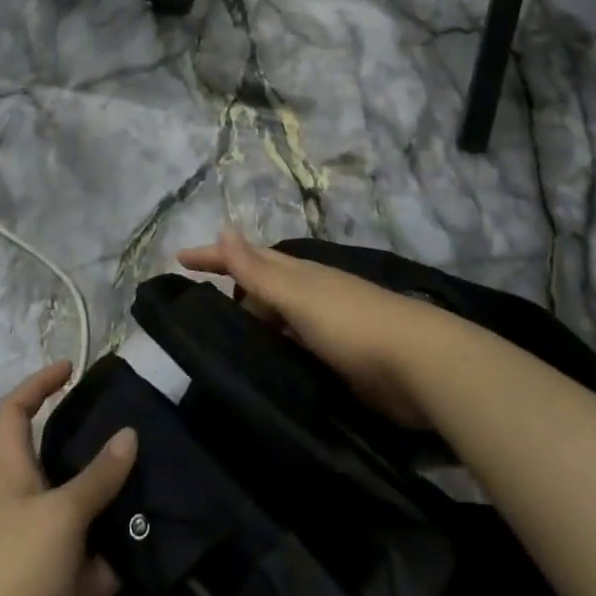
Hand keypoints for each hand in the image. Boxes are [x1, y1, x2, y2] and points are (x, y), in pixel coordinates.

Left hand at [0, 363, 136, 595]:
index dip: (38, 384)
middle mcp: (27, 504)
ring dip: (114, 501)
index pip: (15, 412)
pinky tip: (154, 539)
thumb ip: (97, 477)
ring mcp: (45, 548)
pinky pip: (98, 559)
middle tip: (133, 428)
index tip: (72, 369)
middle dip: (93, 445)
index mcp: (12, 475)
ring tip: (156, 478)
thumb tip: (129, 433)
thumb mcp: (62, 514)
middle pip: (58, 459)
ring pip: (85, 509)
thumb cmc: (18, 573)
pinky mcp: (63, 589)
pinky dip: (120, 554)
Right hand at [176, 227, 455, 427]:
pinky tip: (261, 369)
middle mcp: (308, 293)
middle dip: (230, 289)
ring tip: (218, 344)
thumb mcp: (297, 293)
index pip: (246, 257)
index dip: (214, 256)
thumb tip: (222, 225)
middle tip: (194, 311)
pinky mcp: (336, 359)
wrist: (416, 365)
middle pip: (261, 285)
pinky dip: (272, 350)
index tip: (179, 259)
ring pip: (276, 319)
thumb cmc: (349, 322)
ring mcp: (324, 326)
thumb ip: (258, 269)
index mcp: (298, 273)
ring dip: (251, 323)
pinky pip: (291, 347)